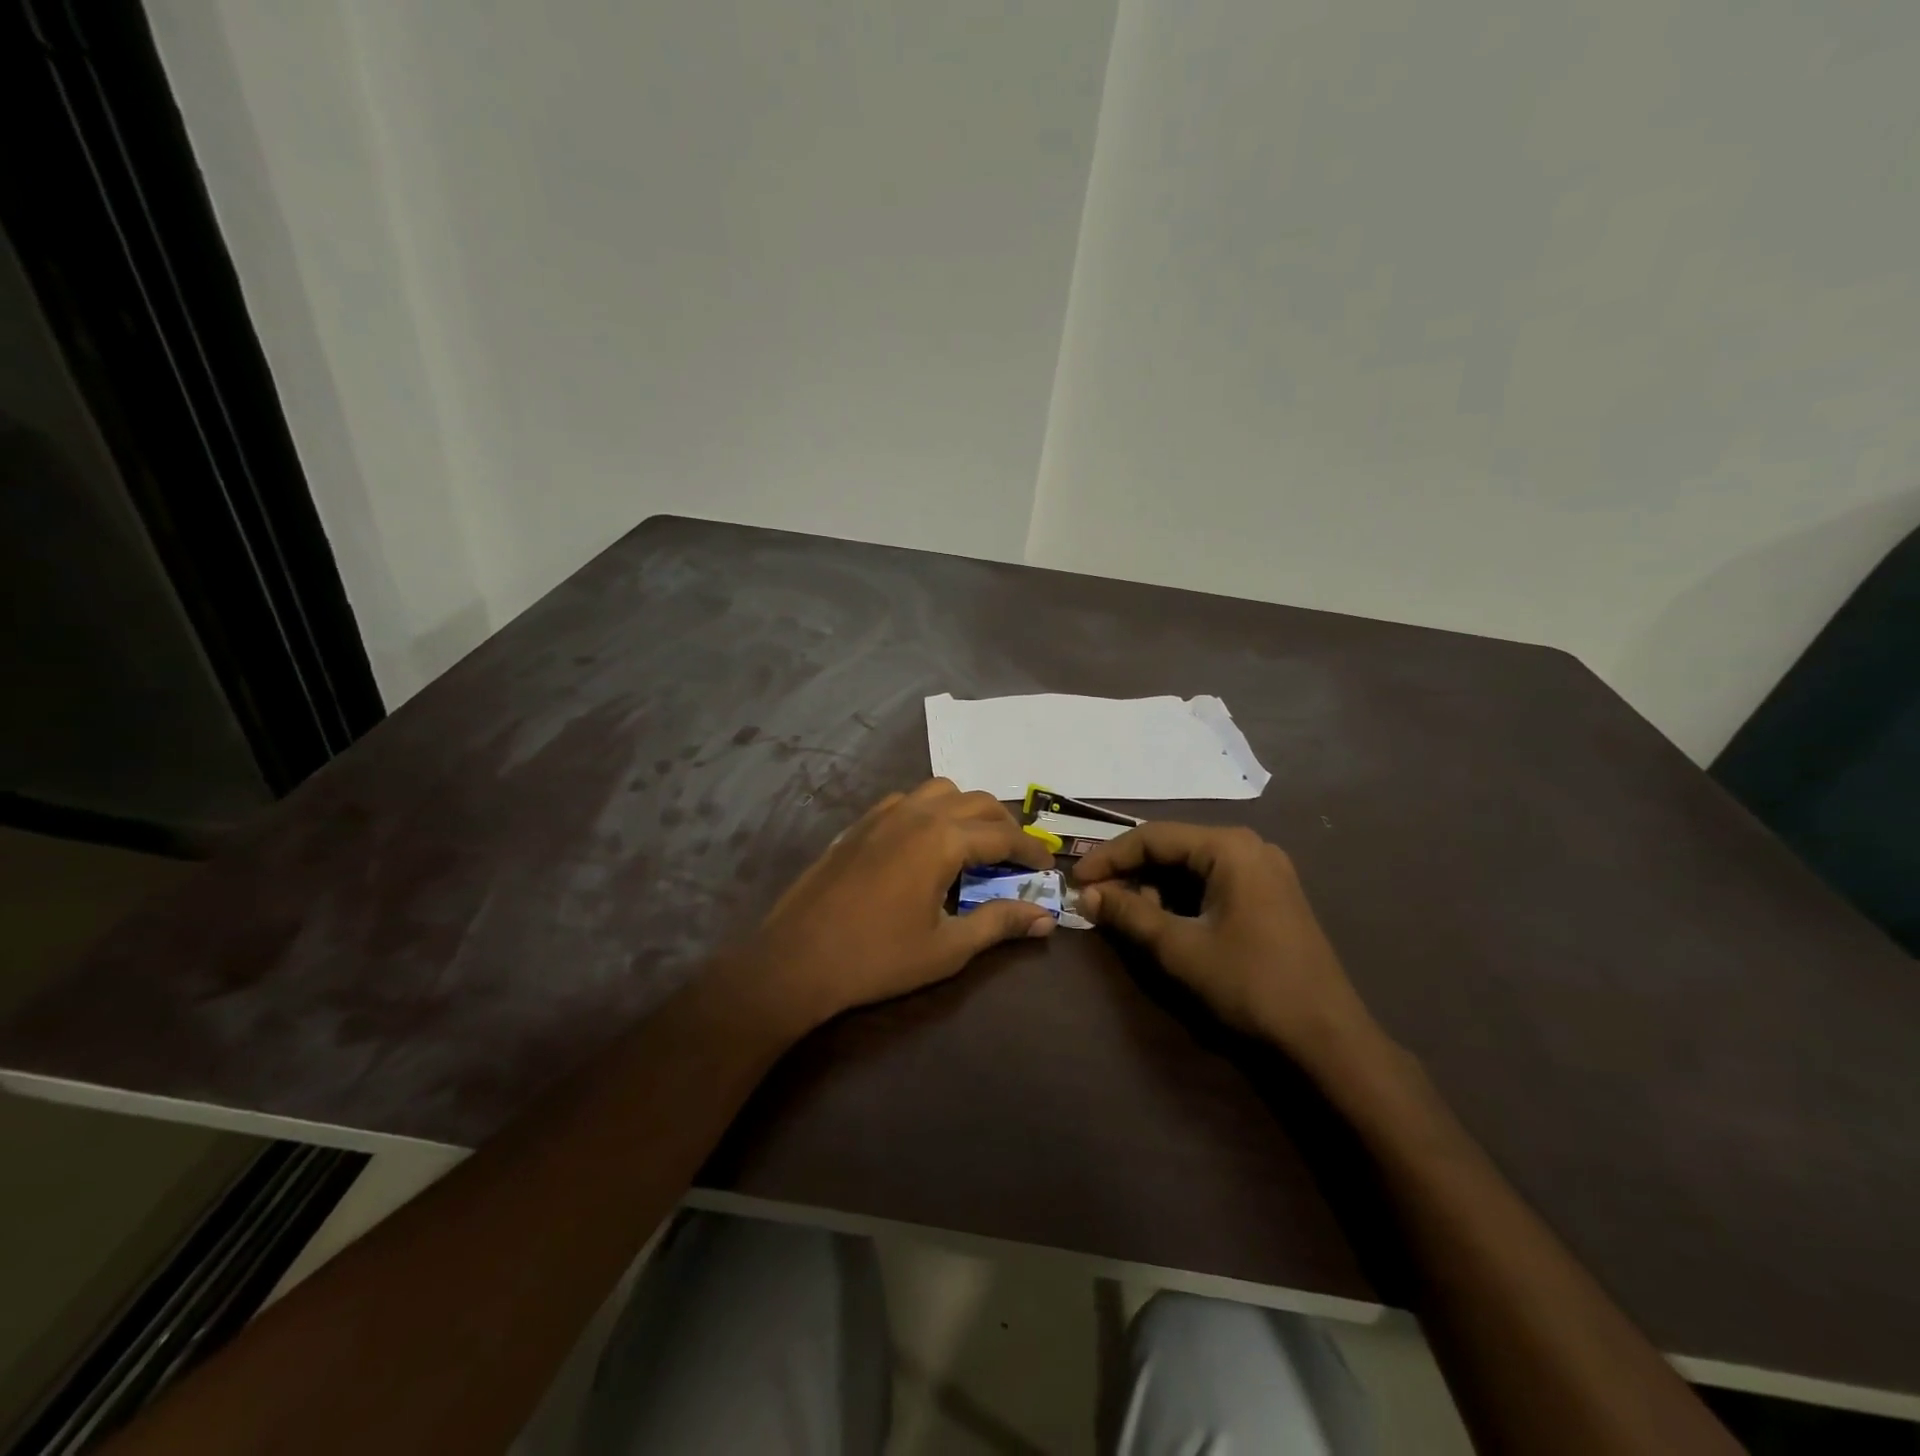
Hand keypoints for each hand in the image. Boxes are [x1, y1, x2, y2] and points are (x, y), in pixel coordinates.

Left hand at [747, 779, 1056, 1030]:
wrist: (796, 959)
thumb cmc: (877, 958)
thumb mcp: (947, 948)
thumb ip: (999, 924)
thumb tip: (1045, 919)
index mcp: (942, 839)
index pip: (1003, 835)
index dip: (1031, 851)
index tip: (1049, 867)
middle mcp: (916, 814)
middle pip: (976, 802)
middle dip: (1004, 825)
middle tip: (1016, 859)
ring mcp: (882, 814)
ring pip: (939, 791)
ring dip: (966, 810)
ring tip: (973, 845)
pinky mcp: (858, 825)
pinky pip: (906, 800)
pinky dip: (929, 811)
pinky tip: (925, 844)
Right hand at [1073, 824, 1375, 1062]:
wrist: (1327, 1037)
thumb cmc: (1250, 984)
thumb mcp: (1180, 948)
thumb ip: (1129, 914)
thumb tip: (1087, 895)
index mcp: (1230, 847)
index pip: (1153, 837)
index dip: (1109, 857)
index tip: (1077, 881)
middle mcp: (1249, 846)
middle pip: (1173, 848)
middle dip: (1131, 873)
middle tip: (1098, 900)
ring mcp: (1265, 870)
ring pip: (1192, 867)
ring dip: (1155, 887)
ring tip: (1129, 916)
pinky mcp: (1271, 895)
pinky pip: (1213, 882)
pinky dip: (1182, 898)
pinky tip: (1165, 922)